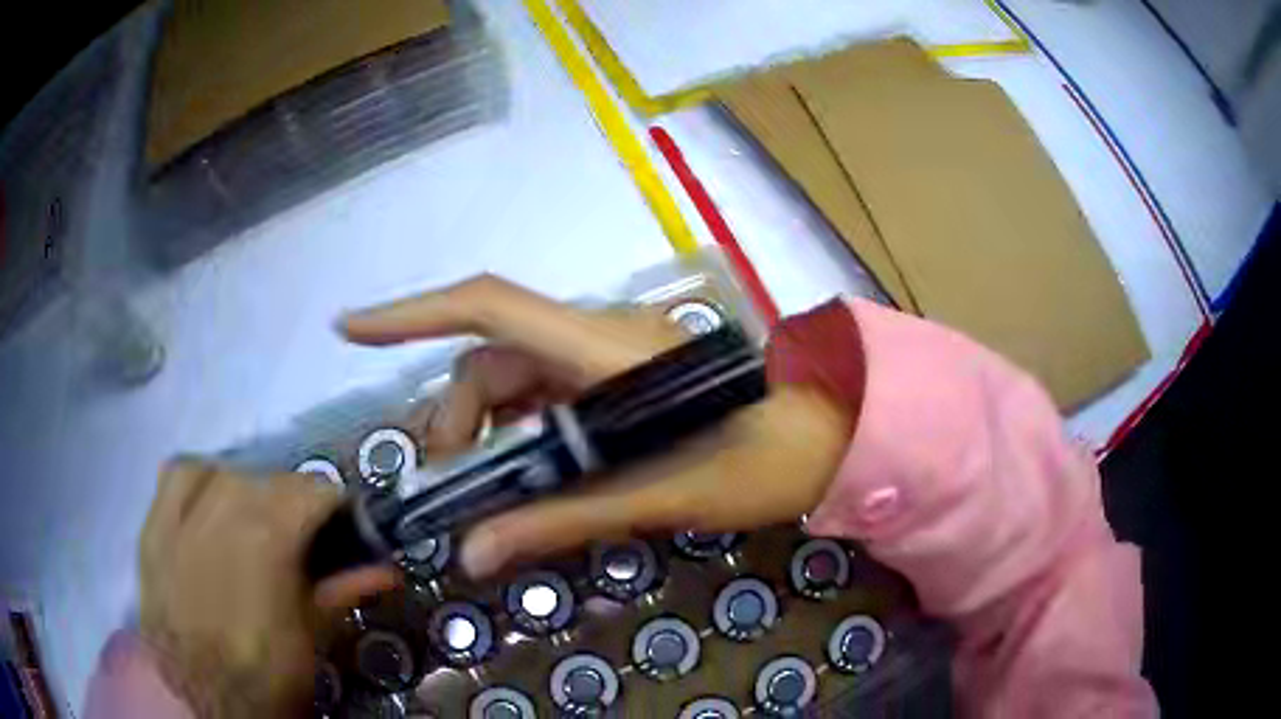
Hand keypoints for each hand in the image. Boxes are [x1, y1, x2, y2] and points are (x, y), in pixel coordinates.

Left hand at [138, 462, 396, 717]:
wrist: (196, 693)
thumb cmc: (262, 672)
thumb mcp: (311, 638)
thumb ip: (343, 591)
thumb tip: (387, 571)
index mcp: (268, 534)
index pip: (315, 490)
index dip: (339, 510)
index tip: (347, 535)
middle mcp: (224, 506)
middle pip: (272, 478)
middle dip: (298, 505)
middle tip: (306, 545)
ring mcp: (183, 511)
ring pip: (225, 471)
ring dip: (248, 489)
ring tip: (256, 524)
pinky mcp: (155, 523)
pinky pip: (178, 475)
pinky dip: (199, 480)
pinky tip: (208, 505)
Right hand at [343, 275, 852, 577]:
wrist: (829, 432)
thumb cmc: (763, 461)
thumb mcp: (659, 498)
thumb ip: (562, 520)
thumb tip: (471, 553)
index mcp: (607, 349)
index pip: (488, 309)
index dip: (411, 314)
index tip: (348, 328)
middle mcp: (599, 334)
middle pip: (492, 356)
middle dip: (458, 417)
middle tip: (451, 488)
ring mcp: (611, 350)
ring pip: (516, 373)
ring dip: (488, 425)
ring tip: (487, 490)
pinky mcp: (621, 371)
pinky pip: (549, 389)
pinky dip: (524, 428)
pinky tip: (531, 472)